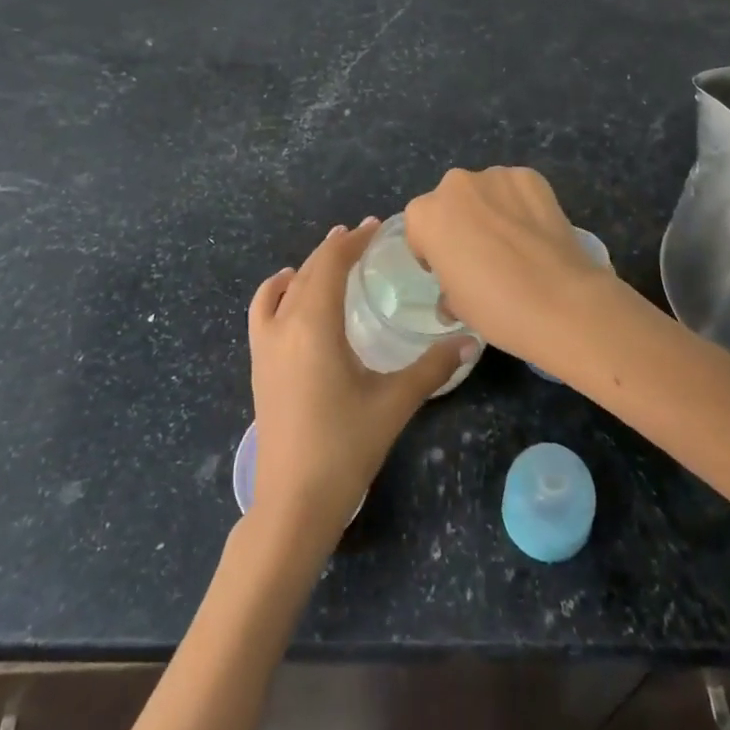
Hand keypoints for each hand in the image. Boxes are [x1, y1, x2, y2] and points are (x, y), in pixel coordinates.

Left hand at [247, 219, 474, 544]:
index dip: (353, 241)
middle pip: (308, 270)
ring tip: (333, 255)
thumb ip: (432, 367)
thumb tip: (471, 340)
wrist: (292, 503)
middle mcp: (284, 325)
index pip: (330, 264)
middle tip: (364, 238)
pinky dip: (276, 289)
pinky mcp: (258, 364)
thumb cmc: (345, 448)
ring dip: (309, 266)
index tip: (376, 226)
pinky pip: (262, 310)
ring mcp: (265, 345)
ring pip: (285, 287)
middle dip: (335, 248)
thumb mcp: (393, 403)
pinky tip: (288, 289)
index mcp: (314, 325)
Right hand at [404, 167, 629, 374]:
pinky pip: (516, 189)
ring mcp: (495, 175)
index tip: (451, 271)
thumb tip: (454, 294)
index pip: (419, 228)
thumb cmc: (496, 307)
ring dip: (492, 210)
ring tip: (515, 244)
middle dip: (462, 222)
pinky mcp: (530, 176)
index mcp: (426, 215)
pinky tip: (536, 233)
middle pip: (451, 202)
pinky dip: (521, 205)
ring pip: (485, 192)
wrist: (561, 301)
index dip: (433, 251)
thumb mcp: (456, 305)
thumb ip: (447, 286)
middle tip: (483, 256)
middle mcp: (455, 185)